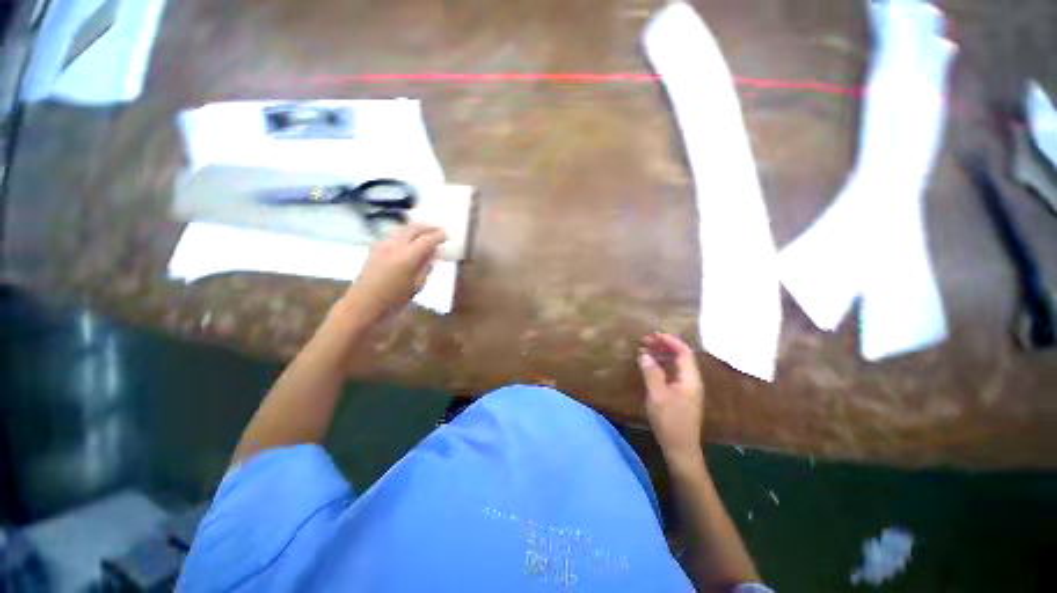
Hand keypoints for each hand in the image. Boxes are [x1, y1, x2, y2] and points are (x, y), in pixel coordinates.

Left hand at [343, 224, 446, 323]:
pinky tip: (409, 241)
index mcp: (408, 256)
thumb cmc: (394, 299)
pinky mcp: (375, 247)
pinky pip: (394, 234)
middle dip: (428, 227)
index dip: (439, 236)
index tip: (448, 236)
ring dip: (416, 229)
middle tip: (439, 230)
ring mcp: (383, 244)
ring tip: (426, 233)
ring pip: (403, 229)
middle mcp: (395, 245)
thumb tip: (434, 254)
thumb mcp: (417, 285)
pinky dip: (405, 234)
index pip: (428, 239)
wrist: (363, 303)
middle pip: (414, 228)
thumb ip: (427, 266)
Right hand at [639, 333, 705, 468]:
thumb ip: (651, 372)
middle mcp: (692, 381)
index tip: (653, 335)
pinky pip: (672, 373)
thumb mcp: (657, 395)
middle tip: (645, 341)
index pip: (684, 352)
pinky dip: (661, 366)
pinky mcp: (681, 395)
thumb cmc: (670, 420)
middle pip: (680, 356)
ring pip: (675, 365)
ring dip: (661, 355)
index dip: (670, 341)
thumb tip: (645, 355)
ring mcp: (687, 388)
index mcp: (690, 378)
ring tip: (644, 351)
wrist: (680, 448)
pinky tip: (650, 367)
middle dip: (663, 346)